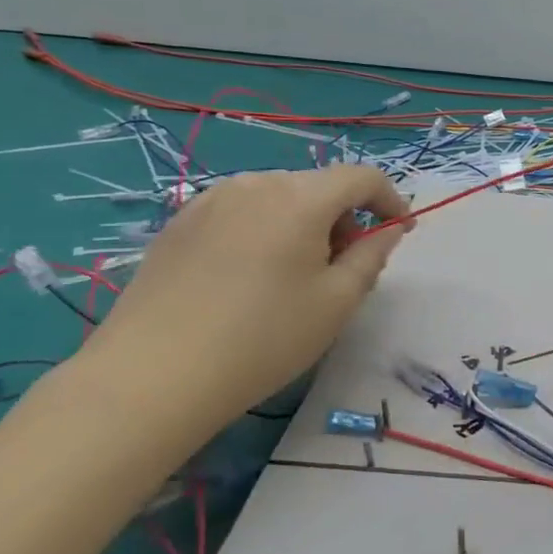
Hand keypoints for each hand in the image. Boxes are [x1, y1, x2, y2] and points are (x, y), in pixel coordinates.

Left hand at [80, 165, 412, 440]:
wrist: (153, 376)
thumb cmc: (264, 337)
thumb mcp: (338, 300)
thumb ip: (373, 255)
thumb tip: (389, 229)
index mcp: (301, 198)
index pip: (362, 177)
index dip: (390, 199)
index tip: (399, 231)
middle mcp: (255, 184)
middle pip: (318, 186)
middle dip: (345, 217)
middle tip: (346, 267)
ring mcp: (210, 201)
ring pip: (278, 198)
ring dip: (304, 223)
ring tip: (297, 275)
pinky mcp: (178, 225)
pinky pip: (241, 213)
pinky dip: (264, 231)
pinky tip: (251, 278)